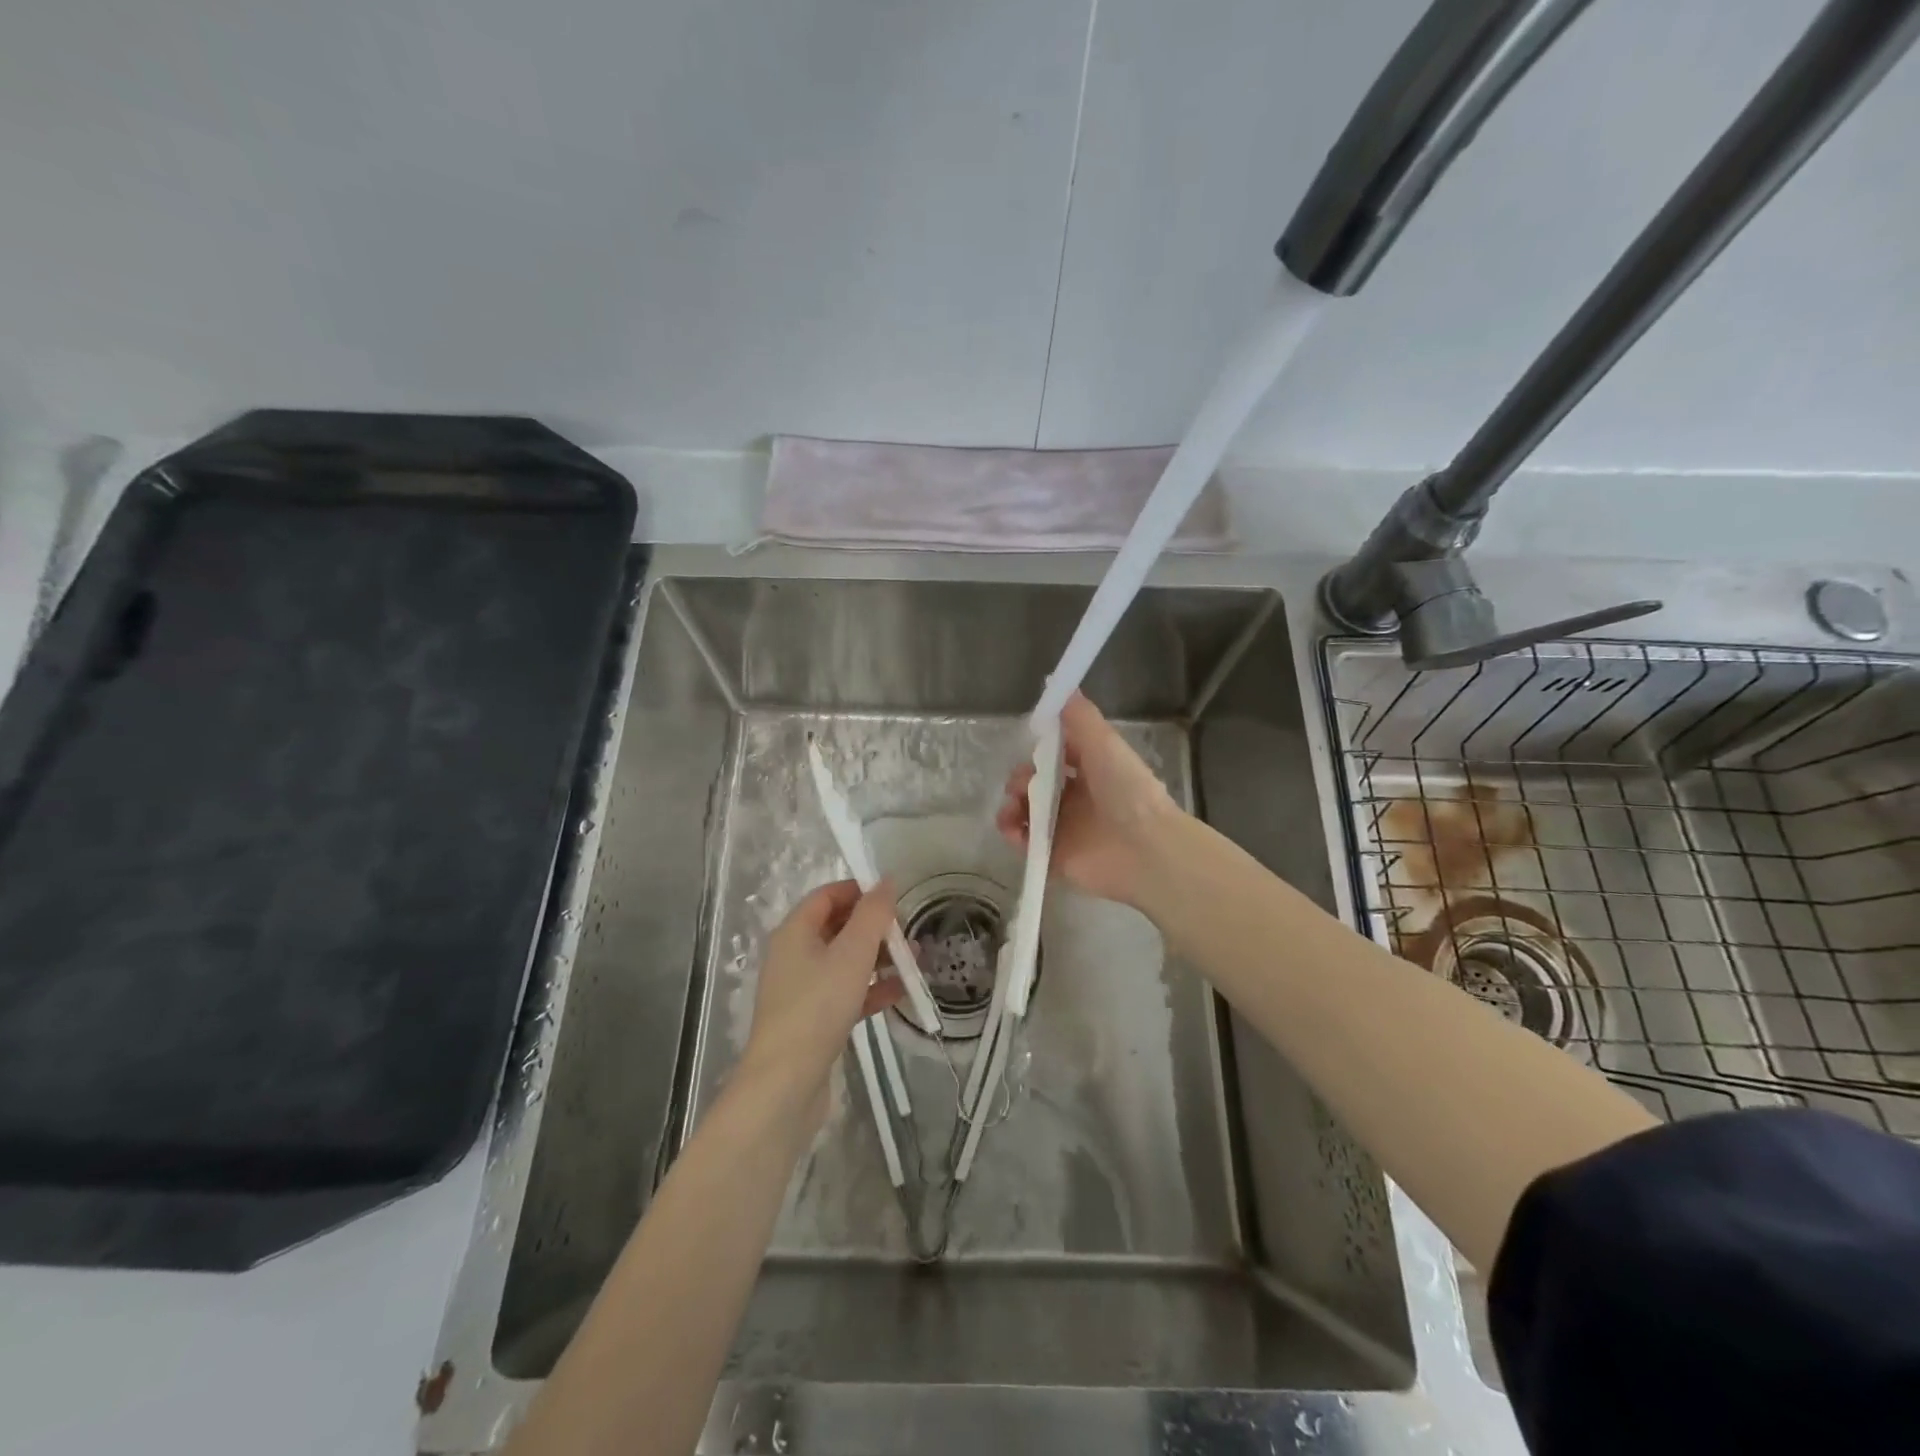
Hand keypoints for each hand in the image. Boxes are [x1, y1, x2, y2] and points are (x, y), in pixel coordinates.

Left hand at [741, 879, 903, 1095]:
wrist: (786, 1083)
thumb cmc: (818, 1006)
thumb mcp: (852, 954)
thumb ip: (873, 914)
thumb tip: (886, 880)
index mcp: (795, 931)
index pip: (827, 895)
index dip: (859, 891)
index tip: (894, 897)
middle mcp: (794, 955)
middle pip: (837, 927)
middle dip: (874, 927)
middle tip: (909, 932)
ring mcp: (802, 989)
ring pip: (845, 961)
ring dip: (878, 958)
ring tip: (914, 961)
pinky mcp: (813, 1019)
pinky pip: (846, 992)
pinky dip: (870, 988)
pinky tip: (900, 992)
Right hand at [996, 692, 1181, 909]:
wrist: (1144, 848)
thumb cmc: (1126, 790)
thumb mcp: (1103, 743)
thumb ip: (1079, 716)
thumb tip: (1058, 684)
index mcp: (1091, 771)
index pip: (1056, 756)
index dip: (1040, 750)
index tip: (1030, 745)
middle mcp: (1077, 799)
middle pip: (1036, 784)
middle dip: (1020, 779)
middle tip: (1020, 783)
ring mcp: (1065, 829)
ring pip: (1026, 812)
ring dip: (1011, 805)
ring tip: (1012, 808)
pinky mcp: (1055, 856)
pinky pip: (1025, 842)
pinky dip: (1013, 833)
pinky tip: (1013, 828)